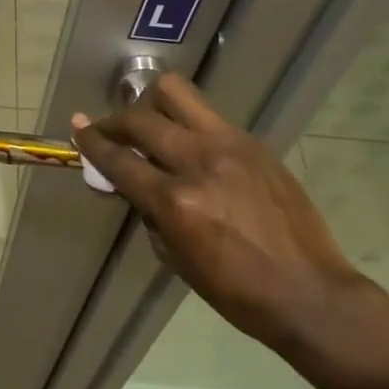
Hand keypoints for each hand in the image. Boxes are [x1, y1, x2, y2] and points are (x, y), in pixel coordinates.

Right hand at [71, 75, 364, 355]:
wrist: (311, 294)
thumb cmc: (238, 292)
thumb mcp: (177, 259)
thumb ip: (149, 212)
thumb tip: (131, 182)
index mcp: (177, 202)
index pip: (120, 161)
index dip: (92, 143)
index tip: (77, 128)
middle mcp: (199, 163)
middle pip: (140, 120)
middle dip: (114, 122)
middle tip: (107, 131)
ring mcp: (229, 146)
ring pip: (175, 94)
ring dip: (150, 104)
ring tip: (147, 122)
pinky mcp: (252, 143)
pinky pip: (207, 116)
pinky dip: (186, 123)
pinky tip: (189, 144)